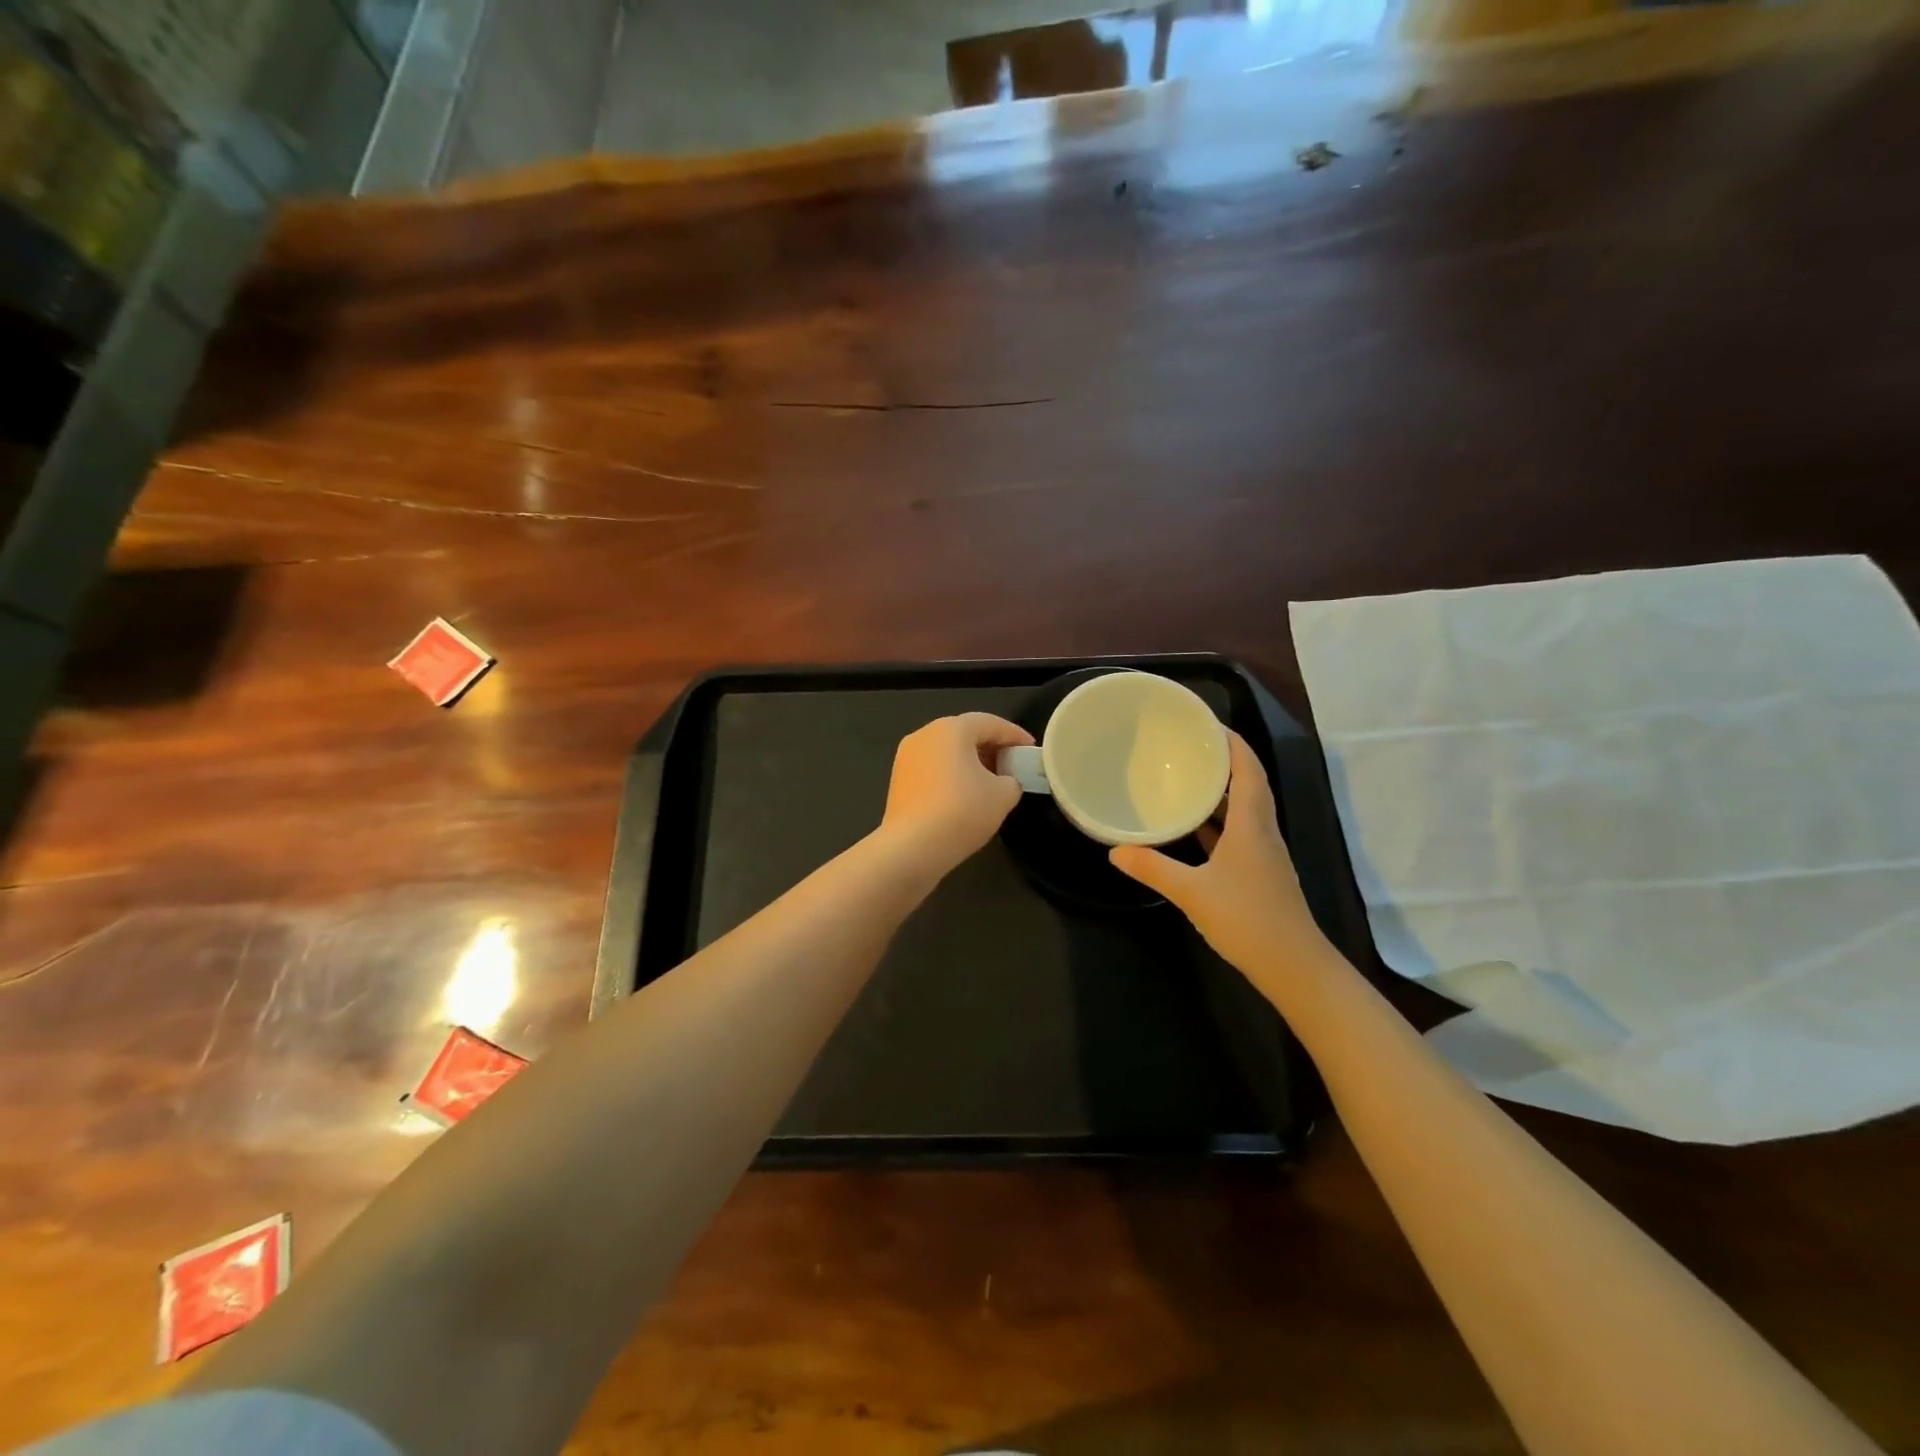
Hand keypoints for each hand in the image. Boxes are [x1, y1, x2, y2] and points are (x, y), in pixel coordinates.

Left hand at [879, 713, 1034, 878]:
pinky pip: (932, 769)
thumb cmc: (962, 811)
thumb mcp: (1003, 795)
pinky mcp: (898, 780)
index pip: (990, 723)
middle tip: (1012, 764)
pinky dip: (951, 775)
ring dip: (970, 762)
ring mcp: (906, 757)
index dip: (1014, 735)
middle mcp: (925, 735)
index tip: (1030, 748)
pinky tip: (964, 796)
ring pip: (946, 752)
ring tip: (991, 782)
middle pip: (965, 733)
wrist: (912, 847)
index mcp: (951, 729)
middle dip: (991, 747)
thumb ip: (1012, 780)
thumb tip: (1005, 781)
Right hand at [1109, 733, 1335, 979]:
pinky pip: (1238, 832)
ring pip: (1244, 809)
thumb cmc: (1247, 919)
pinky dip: (1218, 821)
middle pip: (1248, 783)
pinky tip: (1194, 826)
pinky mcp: (1259, 872)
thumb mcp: (1192, 892)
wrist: (1293, 966)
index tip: (1207, 723)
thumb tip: (1115, 851)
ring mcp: (1263, 853)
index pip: (1248, 769)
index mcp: (1251, 824)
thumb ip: (1153, 869)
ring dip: (1221, 790)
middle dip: (1223, 761)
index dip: (1232, 743)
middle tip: (1188, 745)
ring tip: (1187, 777)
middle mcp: (1262, 831)